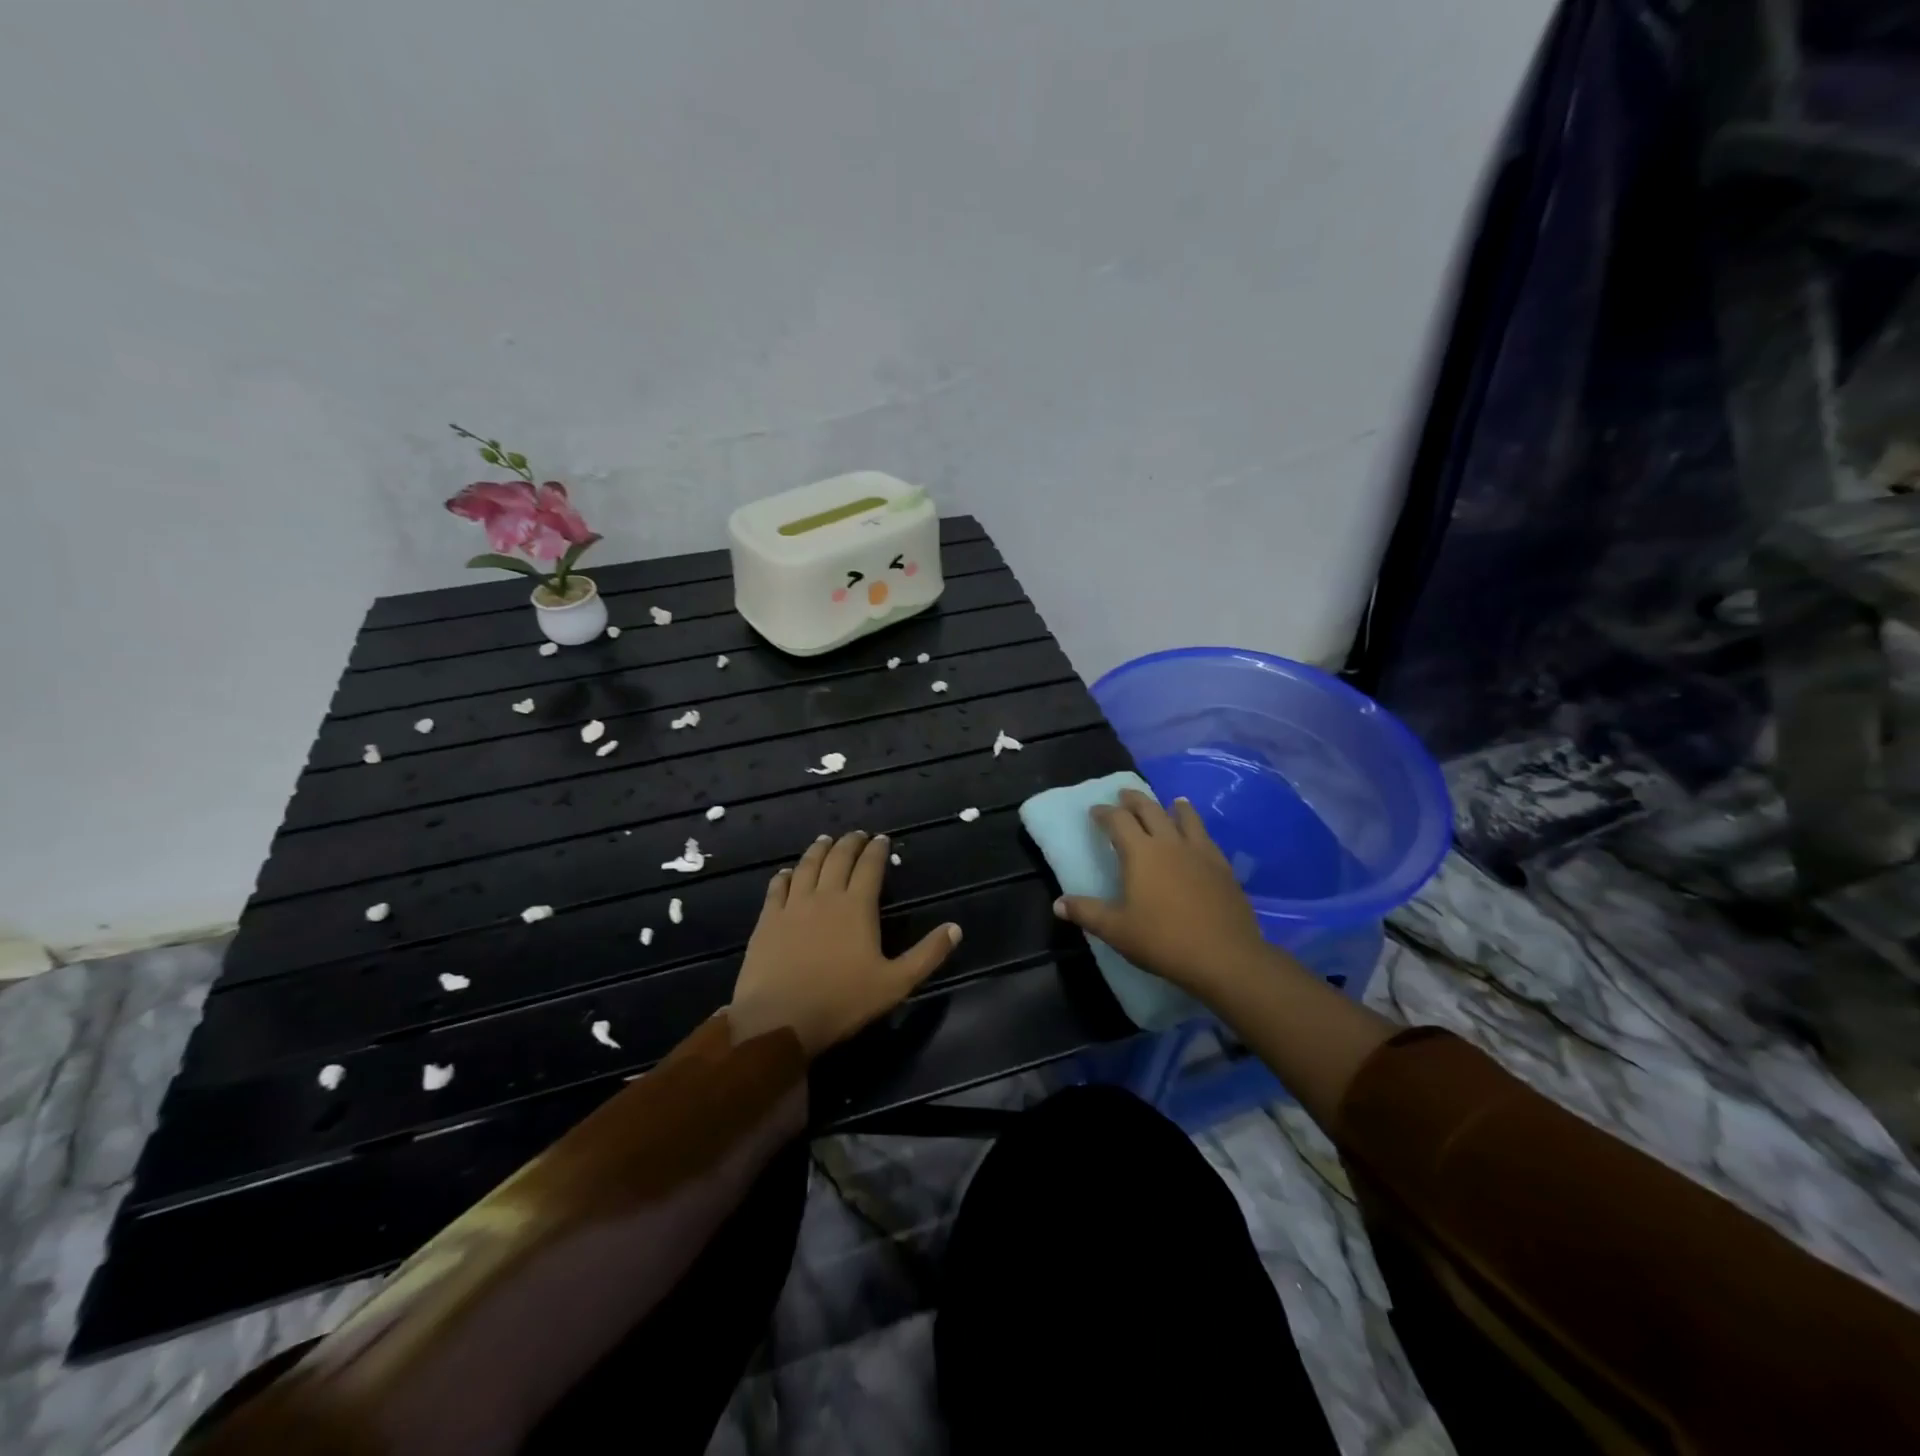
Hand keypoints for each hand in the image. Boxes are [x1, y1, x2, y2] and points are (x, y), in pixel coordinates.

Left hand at [728, 830, 961, 1055]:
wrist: (780, 1018)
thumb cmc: (842, 1001)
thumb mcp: (896, 983)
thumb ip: (927, 955)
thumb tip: (955, 928)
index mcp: (857, 906)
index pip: (870, 867)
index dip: (877, 850)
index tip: (882, 839)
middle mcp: (825, 896)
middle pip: (838, 858)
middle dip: (850, 843)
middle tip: (857, 834)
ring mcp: (793, 905)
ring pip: (807, 866)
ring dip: (818, 850)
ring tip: (825, 841)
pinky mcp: (768, 919)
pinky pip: (777, 887)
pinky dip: (785, 874)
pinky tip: (788, 872)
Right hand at [1054, 790, 1268, 995]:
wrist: (1225, 956)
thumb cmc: (1163, 940)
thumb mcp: (1116, 930)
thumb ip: (1087, 912)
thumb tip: (1058, 903)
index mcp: (1140, 853)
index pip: (1118, 821)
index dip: (1105, 813)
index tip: (1096, 810)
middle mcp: (1169, 843)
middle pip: (1150, 810)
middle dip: (1134, 800)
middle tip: (1125, 795)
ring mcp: (1200, 852)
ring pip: (1185, 818)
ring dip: (1173, 807)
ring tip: (1171, 802)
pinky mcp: (1222, 866)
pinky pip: (1206, 837)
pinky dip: (1197, 827)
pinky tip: (1199, 835)